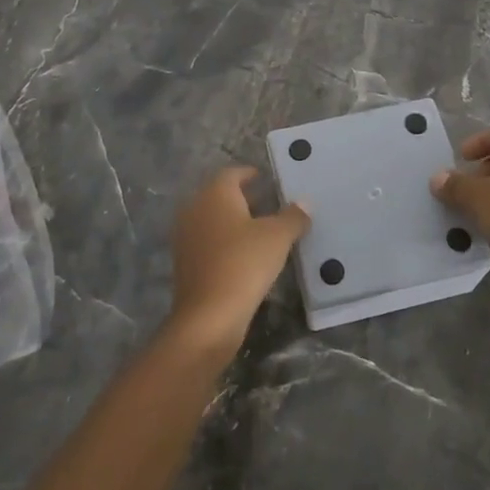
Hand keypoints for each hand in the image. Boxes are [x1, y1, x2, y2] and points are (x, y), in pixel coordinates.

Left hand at [166, 167, 309, 360]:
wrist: (208, 316)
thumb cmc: (244, 263)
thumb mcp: (278, 237)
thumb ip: (293, 216)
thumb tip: (304, 203)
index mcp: (215, 194)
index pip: (233, 173)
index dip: (251, 174)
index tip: (269, 180)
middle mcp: (195, 208)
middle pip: (221, 196)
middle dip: (245, 199)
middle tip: (271, 205)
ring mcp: (186, 236)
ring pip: (214, 220)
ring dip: (235, 222)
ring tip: (262, 232)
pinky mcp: (185, 263)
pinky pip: (209, 243)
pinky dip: (225, 243)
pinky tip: (245, 256)